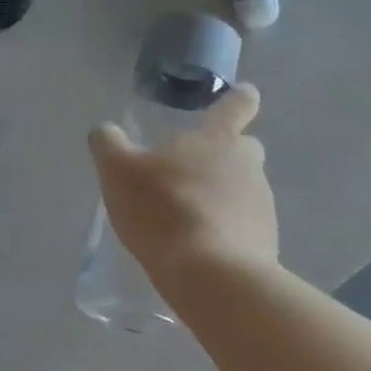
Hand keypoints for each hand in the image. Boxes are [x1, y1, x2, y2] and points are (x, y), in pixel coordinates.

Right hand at [87, 84, 277, 280]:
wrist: (212, 275)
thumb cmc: (164, 209)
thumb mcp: (118, 171)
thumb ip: (108, 144)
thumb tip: (105, 131)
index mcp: (217, 138)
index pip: (237, 105)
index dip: (238, 98)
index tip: (241, 95)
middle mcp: (247, 164)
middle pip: (243, 148)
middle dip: (223, 152)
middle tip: (190, 168)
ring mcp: (262, 204)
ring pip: (242, 188)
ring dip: (220, 194)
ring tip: (185, 216)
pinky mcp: (265, 241)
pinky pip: (243, 224)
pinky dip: (225, 227)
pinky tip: (198, 245)